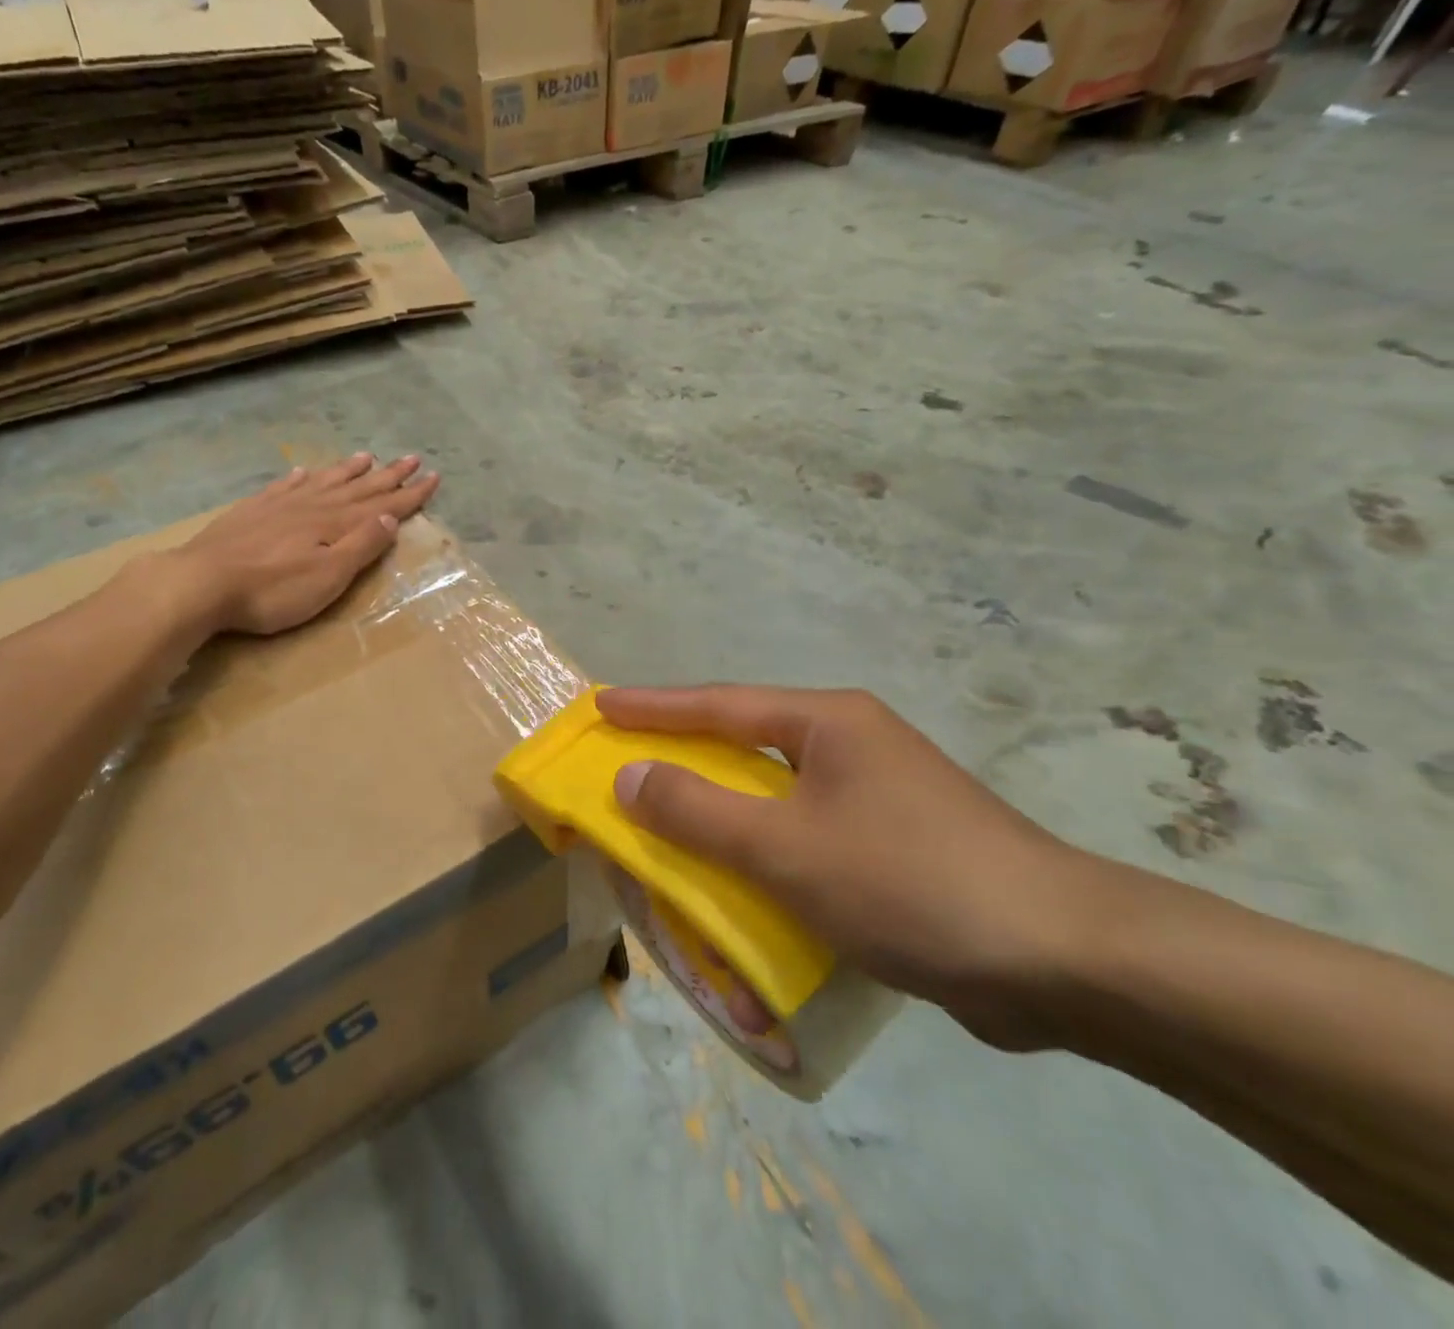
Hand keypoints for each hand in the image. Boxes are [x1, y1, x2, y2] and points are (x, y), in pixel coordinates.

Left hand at [177, 453, 439, 635]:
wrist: (201, 582)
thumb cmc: (273, 590)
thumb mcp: (328, 576)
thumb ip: (360, 545)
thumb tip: (391, 517)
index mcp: (334, 524)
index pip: (381, 505)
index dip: (409, 493)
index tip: (433, 476)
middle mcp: (312, 506)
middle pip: (357, 487)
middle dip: (387, 476)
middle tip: (411, 458)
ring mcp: (279, 506)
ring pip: (323, 481)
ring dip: (347, 471)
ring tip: (366, 457)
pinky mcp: (251, 512)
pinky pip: (284, 487)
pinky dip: (300, 478)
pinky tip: (304, 472)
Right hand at [597, 686, 1114, 1050]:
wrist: (1065, 961)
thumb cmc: (908, 881)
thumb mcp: (785, 846)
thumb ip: (698, 811)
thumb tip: (629, 776)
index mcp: (828, 722)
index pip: (719, 705)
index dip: (654, 707)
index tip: (602, 704)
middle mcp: (852, 744)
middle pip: (746, 742)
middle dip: (685, 755)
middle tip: (629, 762)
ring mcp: (879, 794)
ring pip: (776, 793)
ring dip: (724, 810)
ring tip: (673, 821)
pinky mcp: (897, 844)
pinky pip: (806, 834)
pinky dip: (765, 851)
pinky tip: (745, 878)